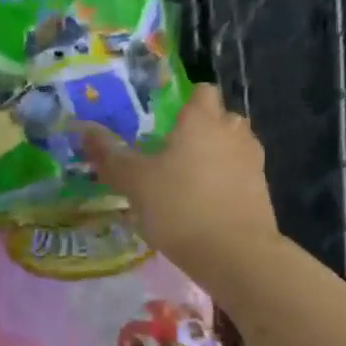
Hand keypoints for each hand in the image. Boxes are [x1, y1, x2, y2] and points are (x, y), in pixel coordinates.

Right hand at [81, 85, 277, 270]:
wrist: (235, 254)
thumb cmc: (179, 207)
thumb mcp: (134, 182)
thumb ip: (110, 155)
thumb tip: (84, 129)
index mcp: (202, 120)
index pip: (201, 91)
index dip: (185, 102)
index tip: (165, 121)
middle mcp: (232, 132)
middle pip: (220, 118)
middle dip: (201, 129)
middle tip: (172, 152)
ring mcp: (252, 162)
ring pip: (233, 147)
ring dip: (215, 156)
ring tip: (188, 180)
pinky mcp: (262, 191)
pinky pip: (240, 175)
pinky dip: (225, 183)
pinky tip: (205, 205)